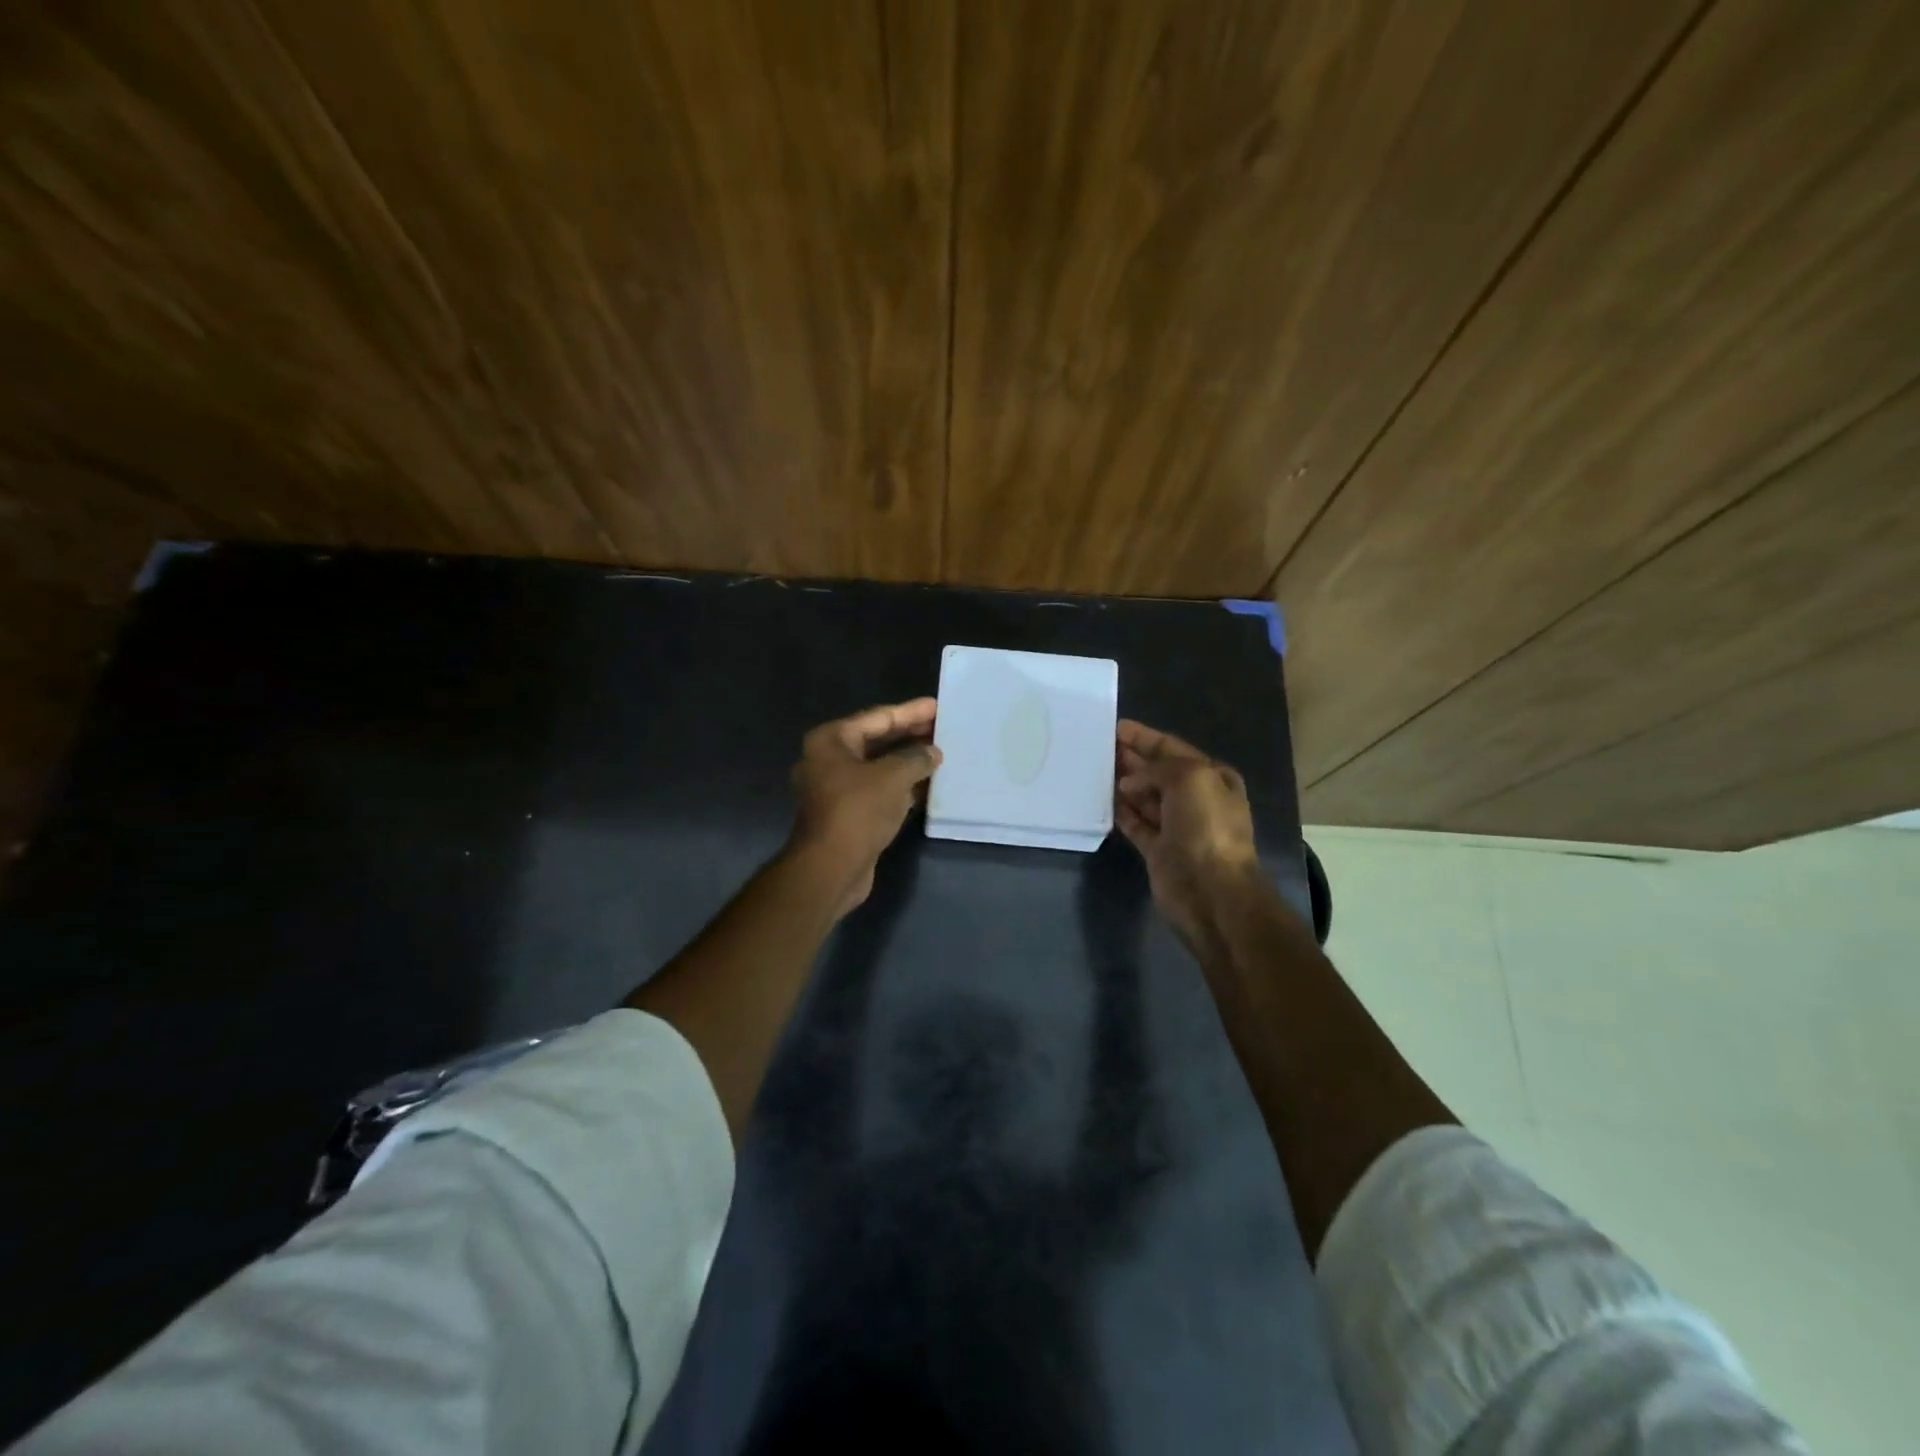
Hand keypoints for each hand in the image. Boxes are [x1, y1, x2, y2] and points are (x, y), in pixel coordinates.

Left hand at [789, 698, 940, 916]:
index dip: (909, 711)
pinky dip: (901, 786)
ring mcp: (835, 789)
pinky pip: (879, 790)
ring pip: (878, 767)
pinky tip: (928, 785)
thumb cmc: (858, 811)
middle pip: (876, 741)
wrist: (831, 868)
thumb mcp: (893, 777)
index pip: (877, 717)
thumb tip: (932, 752)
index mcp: (830, 741)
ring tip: (941, 753)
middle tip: (942, 727)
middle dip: (910, 735)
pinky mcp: (847, 814)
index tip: (936, 706)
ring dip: (908, 762)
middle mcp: (828, 760)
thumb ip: (916, 758)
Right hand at [1114, 719, 1259, 940]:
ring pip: (1144, 797)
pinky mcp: (1158, 849)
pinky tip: (1102, 800)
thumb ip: (1158, 768)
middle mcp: (1196, 799)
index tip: (1117, 727)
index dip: (1146, 737)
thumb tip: (1130, 782)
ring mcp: (1176, 826)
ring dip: (1123, 783)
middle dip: (1132, 758)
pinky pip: (1135, 824)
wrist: (1210, 889)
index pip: (1173, 749)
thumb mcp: (1190, 778)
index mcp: (1212, 777)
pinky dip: (1120, 812)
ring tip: (1095, 769)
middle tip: (1100, 746)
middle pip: (1158, 772)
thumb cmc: (1206, 826)